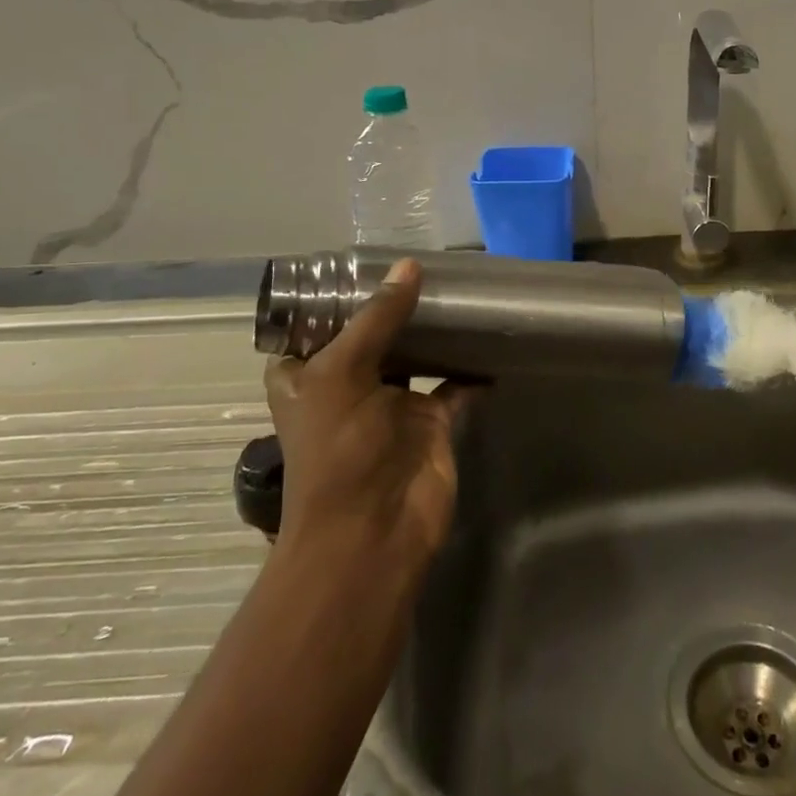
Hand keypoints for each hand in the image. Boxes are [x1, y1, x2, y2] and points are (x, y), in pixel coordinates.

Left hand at [262, 259, 463, 560]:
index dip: (333, 297)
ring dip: (431, 331)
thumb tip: (409, 266)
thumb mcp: (343, 372)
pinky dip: (470, 367)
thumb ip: (378, 318)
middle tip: (423, 266)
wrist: (373, 533)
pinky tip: (488, 339)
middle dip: (392, 306)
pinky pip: (454, 384)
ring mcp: (391, 405)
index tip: (363, 262)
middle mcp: (347, 385)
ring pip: (414, 355)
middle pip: (370, 335)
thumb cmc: (339, 449)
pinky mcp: (430, 421)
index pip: (312, 326)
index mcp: (307, 376)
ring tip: (455, 290)